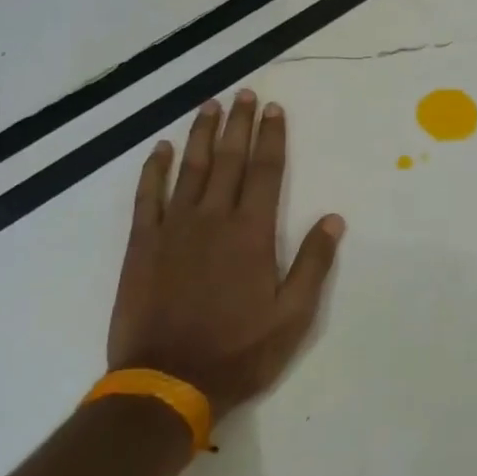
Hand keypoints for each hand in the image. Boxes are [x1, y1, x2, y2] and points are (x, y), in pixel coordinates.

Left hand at [108, 91, 343, 414]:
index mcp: (251, 233)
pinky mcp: (142, 244)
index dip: (271, 137)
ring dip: (201, 134)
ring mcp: (173, 228)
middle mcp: (212, 218)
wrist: (167, 382)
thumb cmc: (238, 352)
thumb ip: (313, 264)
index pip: (265, 171)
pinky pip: (147, 196)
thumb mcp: (292, 316)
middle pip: (228, 159)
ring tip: (208, 106)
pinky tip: (161, 149)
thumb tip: (334, 218)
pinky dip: (154, 169)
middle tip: (244, 93)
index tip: (273, 109)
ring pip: (190, 168)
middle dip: (238, 124)